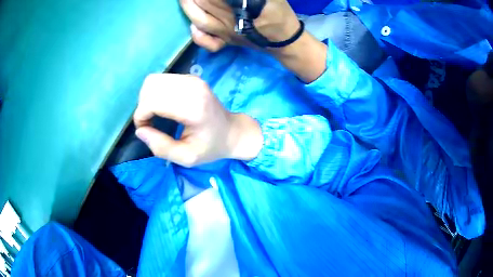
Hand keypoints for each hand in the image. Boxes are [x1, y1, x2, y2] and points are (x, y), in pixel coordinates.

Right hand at [133, 74, 262, 166]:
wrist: (232, 131)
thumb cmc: (211, 147)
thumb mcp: (186, 158)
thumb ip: (161, 148)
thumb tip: (140, 130)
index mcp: (193, 107)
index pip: (152, 101)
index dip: (141, 116)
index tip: (145, 130)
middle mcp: (192, 87)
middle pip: (150, 87)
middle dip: (142, 106)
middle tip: (149, 123)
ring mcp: (192, 79)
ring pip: (154, 80)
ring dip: (147, 98)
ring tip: (153, 115)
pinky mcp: (191, 77)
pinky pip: (162, 79)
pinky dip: (155, 92)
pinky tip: (161, 106)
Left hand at [180, 0, 299, 51]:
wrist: (284, 38)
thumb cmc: (279, 12)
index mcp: (239, 5)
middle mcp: (227, 19)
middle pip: (203, 3)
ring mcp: (225, 32)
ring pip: (200, 20)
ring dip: (188, 8)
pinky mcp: (227, 41)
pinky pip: (209, 43)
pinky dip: (198, 37)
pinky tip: (192, 27)